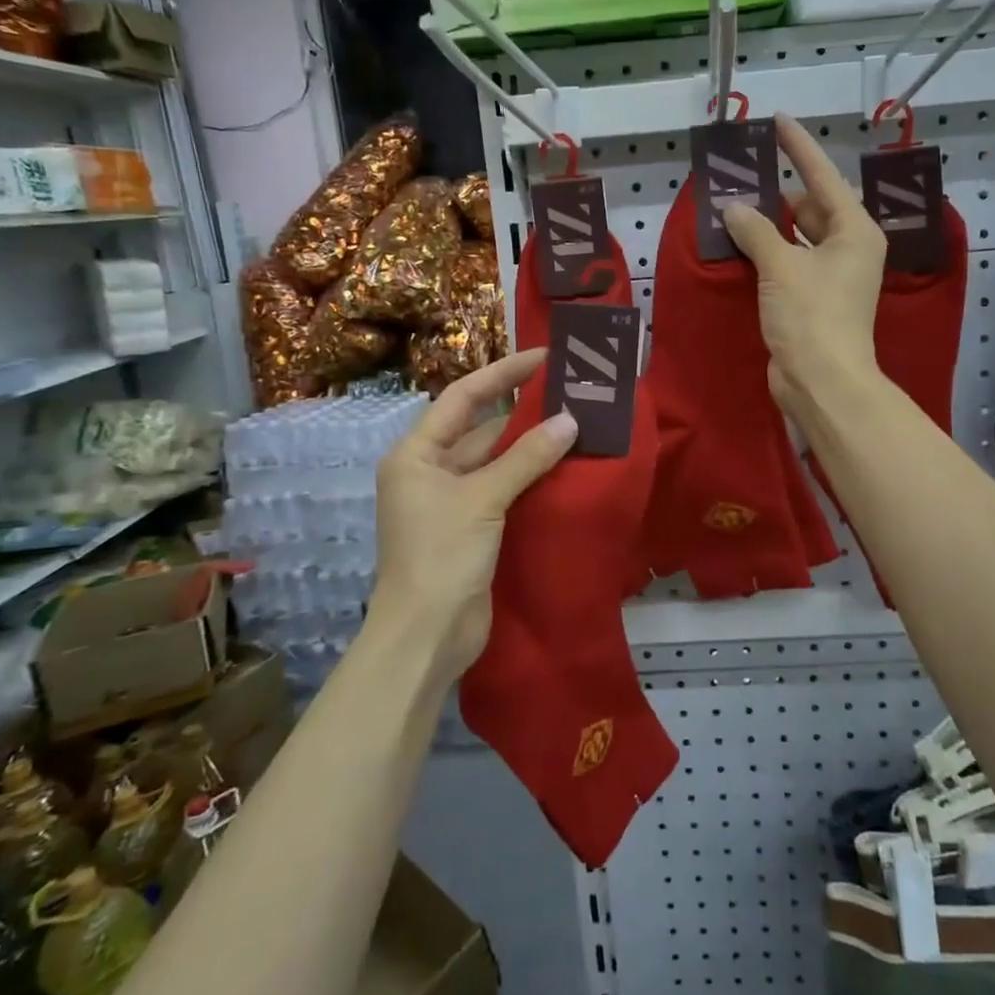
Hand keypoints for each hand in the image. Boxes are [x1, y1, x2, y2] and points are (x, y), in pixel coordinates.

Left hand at [369, 350, 577, 683]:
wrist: (426, 637)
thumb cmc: (441, 556)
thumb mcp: (482, 499)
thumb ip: (526, 458)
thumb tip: (570, 421)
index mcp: (416, 454)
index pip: (462, 397)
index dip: (503, 373)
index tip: (543, 357)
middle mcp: (430, 471)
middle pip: (481, 428)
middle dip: (523, 411)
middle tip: (571, 391)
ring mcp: (451, 502)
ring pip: (496, 461)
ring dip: (531, 446)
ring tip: (578, 423)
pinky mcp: (472, 528)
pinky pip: (504, 490)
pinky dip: (531, 478)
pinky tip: (565, 467)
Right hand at [722, 115, 886, 413]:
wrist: (821, 381)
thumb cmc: (811, 316)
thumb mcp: (780, 266)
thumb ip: (755, 230)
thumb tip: (733, 208)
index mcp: (854, 231)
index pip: (824, 177)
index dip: (799, 148)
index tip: (778, 121)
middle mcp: (848, 249)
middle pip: (811, 207)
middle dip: (778, 193)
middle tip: (742, 174)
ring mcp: (831, 276)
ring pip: (798, 237)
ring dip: (770, 225)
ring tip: (734, 206)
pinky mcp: (813, 300)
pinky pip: (788, 262)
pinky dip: (768, 252)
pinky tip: (740, 244)